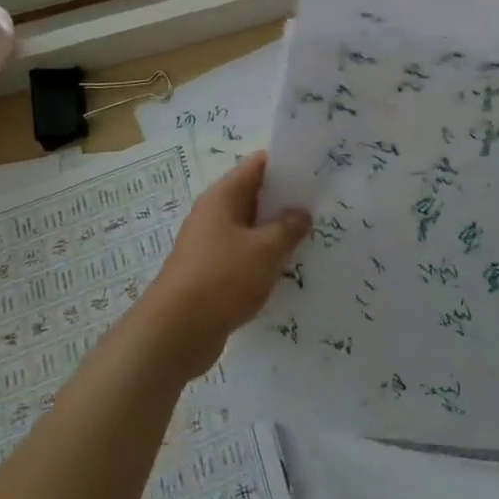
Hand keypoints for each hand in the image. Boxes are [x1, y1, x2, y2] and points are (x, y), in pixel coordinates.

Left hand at [135, 152, 310, 382]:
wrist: (176, 333)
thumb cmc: (222, 278)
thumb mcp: (266, 250)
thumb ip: (289, 227)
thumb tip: (301, 213)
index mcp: (224, 196)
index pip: (259, 165)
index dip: (287, 165)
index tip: (317, 174)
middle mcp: (214, 214)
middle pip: (256, 196)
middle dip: (287, 202)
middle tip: (323, 208)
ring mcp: (211, 245)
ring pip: (252, 229)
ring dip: (277, 234)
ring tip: (313, 239)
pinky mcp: (212, 273)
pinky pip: (245, 256)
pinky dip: (265, 259)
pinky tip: (288, 271)